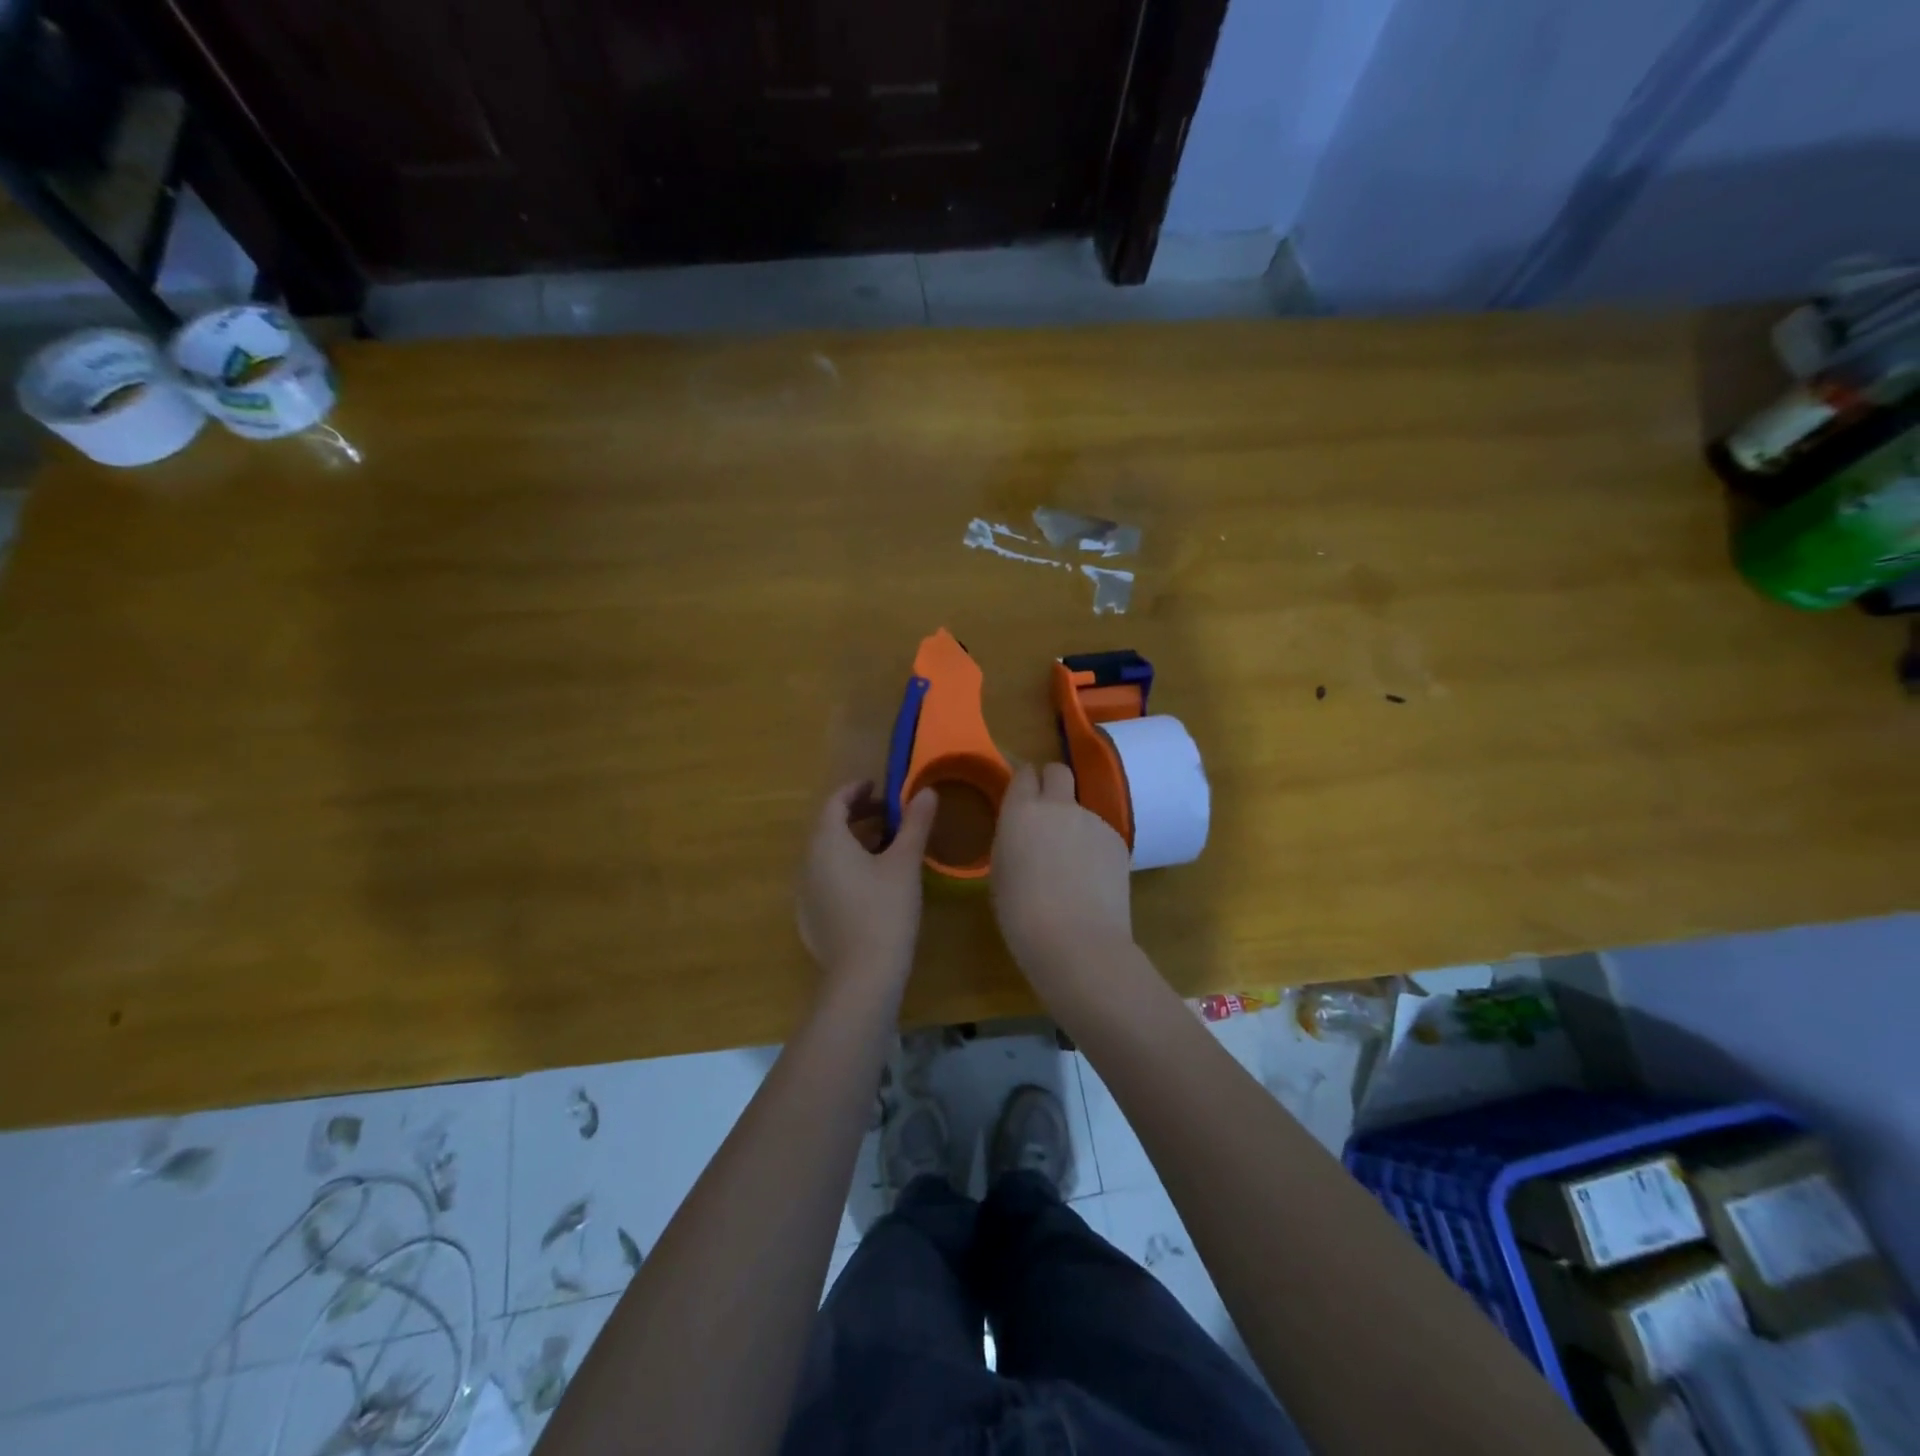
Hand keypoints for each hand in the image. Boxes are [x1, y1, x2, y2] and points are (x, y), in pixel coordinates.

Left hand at [797, 780, 936, 993]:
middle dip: (858, 815)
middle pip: (829, 827)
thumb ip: (915, 824)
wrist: (862, 976)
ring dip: (853, 842)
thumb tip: (926, 792)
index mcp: (827, 842)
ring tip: (886, 848)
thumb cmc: (885, 910)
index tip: (879, 787)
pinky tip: (870, 884)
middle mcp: (808, 862)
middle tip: (889, 816)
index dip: (857, 790)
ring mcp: (805, 892)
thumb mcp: (905, 863)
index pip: (835, 802)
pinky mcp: (809, 917)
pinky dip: (845, 868)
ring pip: (827, 854)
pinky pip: (825, 879)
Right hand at [990, 763, 1132, 978]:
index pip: (1023, 773)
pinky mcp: (1118, 841)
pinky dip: (1093, 847)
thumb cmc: (1022, 914)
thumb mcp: (1000, 873)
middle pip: (1058, 771)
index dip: (1023, 783)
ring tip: (1070, 865)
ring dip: (1073, 823)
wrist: (1077, 942)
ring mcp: (1093, 820)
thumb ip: (1011, 840)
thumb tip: (1023, 832)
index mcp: (1021, 811)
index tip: (1020, 798)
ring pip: (1081, 806)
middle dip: (1051, 782)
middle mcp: (1059, 805)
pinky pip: (1100, 833)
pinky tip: (1091, 880)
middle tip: (1045, 813)